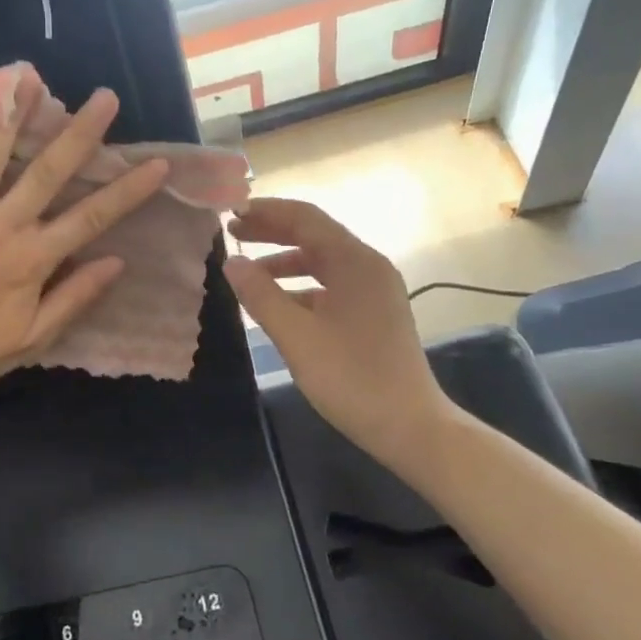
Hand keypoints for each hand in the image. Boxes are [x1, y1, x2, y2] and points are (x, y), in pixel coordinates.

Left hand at [0, 89, 168, 408]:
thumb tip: (118, 262)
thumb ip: (74, 297)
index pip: (91, 217)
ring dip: (11, 116)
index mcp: (31, 259)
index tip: (158, 163)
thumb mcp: (32, 337)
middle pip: (46, 172)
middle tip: (105, 98)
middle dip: (80, 134)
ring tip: (27, 79)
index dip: (129, 190)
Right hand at [224, 198, 456, 465]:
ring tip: (247, 273)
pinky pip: (330, 286)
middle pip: (314, 235)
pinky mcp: (374, 314)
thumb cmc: (351, 378)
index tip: (230, 213)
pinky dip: (300, 288)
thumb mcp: (296, 336)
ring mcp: (374, 291)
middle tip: (232, 235)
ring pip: (321, 263)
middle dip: (272, 232)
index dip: (266, 212)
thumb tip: (231, 263)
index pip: (305, 218)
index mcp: (355, 261)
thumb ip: (261, 295)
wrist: (410, 427)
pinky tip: (277, 306)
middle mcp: (368, 266)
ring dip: (284, 262)